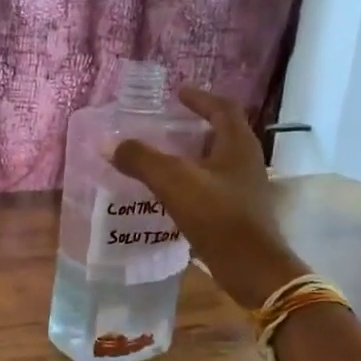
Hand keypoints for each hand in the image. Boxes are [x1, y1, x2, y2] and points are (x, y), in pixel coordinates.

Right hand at [110, 87, 308, 310]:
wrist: (251, 267)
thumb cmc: (218, 216)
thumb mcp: (174, 182)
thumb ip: (142, 160)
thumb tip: (110, 145)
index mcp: (238, 144)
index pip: (222, 108)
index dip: (200, 98)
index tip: (178, 94)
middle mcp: (246, 161)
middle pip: (222, 134)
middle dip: (195, 127)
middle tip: (167, 126)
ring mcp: (245, 188)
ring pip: (217, 162)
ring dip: (193, 155)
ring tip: (164, 158)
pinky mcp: (238, 212)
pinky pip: (213, 187)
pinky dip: (192, 182)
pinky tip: (172, 194)